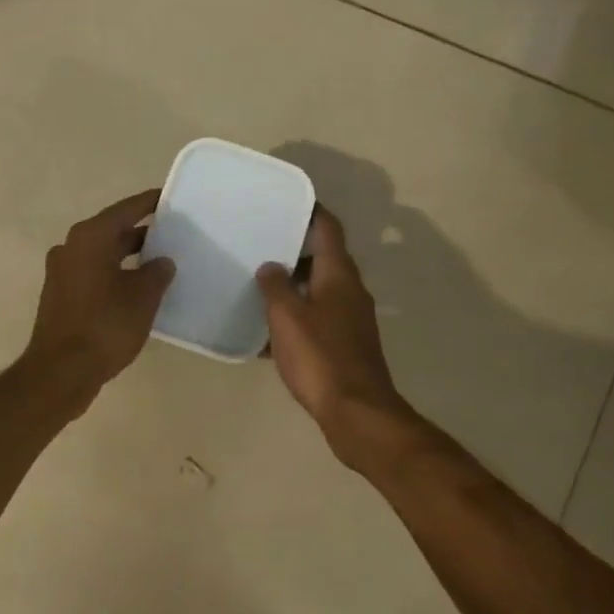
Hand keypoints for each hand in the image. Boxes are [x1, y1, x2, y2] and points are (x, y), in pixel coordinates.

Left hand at [23, 190, 175, 400]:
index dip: (149, 203)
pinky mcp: (60, 295)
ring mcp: (62, 272)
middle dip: (141, 232)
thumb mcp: (143, 297)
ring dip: (128, 256)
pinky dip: (115, 274)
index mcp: (90, 238)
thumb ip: (157, 273)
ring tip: (160, 262)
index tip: (168, 197)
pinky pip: (93, 273)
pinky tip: (137, 289)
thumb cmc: (105, 326)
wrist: (61, 372)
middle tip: (171, 233)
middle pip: (111, 231)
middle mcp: (71, 247)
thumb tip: (162, 262)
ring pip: (102, 254)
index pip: (125, 210)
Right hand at [256, 208, 416, 469]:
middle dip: (293, 249)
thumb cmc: (320, 356)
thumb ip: (275, 286)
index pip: (327, 228)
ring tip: (258, 282)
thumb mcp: (287, 316)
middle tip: (260, 242)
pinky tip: (267, 331)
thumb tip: (270, 266)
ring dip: (292, 285)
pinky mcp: (345, 344)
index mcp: (339, 274)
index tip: (285, 201)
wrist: (356, 412)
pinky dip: (296, 316)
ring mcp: (350, 319)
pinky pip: (316, 318)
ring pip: (318, 289)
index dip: (310, 211)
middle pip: (323, 257)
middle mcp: (349, 290)